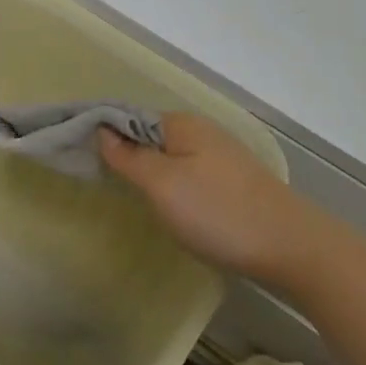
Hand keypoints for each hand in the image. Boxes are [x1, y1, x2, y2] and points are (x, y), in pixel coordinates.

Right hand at [99, 113, 321, 283]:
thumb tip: (103, 130)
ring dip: (147, 170)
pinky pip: (188, 173)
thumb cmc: (218, 213)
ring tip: (128, 195)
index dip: (102, 132)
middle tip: (98, 180)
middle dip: (124, 152)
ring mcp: (221, 157)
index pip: (128, 117)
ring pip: (169, 156)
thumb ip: (129, 157)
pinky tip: (168, 206)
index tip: (75, 153)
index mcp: (182, 124)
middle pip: (149, 135)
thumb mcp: (162, 185)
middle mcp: (202, 132)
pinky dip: (169, 184)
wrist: (291, 247)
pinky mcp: (234, 183)